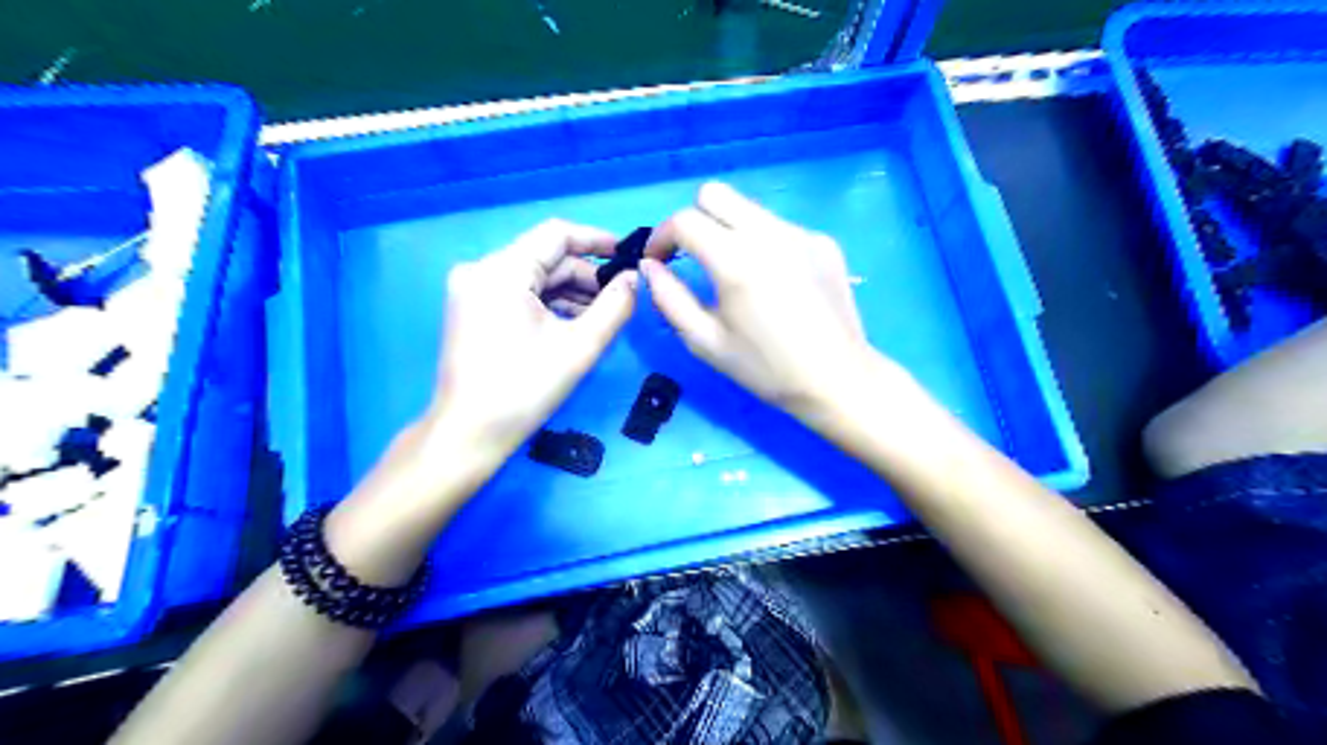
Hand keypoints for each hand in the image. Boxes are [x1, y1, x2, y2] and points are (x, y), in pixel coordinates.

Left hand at [421, 214, 632, 460]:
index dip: (597, 240)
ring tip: (604, 316)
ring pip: (534, 277)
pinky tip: (574, 325)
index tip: (630, 255)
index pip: (556, 234)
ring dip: (570, 293)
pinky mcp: (472, 310)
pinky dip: (548, 305)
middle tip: (622, 298)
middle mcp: (481, 270)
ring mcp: (473, 290)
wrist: (468, 435)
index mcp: (501, 270)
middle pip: (545, 258)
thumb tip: (635, 279)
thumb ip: (615, 306)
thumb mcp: (579, 347)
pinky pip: (519, 294)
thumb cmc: (524, 390)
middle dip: (586, 276)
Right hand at [647, 181, 878, 418]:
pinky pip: (779, 228)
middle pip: (715, 193)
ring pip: (749, 209)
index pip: (684, 221)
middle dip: (693, 218)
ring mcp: (801, 233)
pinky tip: (775, 282)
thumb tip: (649, 266)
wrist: (838, 379)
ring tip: (735, 273)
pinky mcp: (824, 242)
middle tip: (692, 255)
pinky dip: (763, 243)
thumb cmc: (766, 368)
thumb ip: (669, 299)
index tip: (657, 260)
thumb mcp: (706, 342)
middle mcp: (769, 233)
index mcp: (736, 260)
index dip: (660, 237)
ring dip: (728, 230)